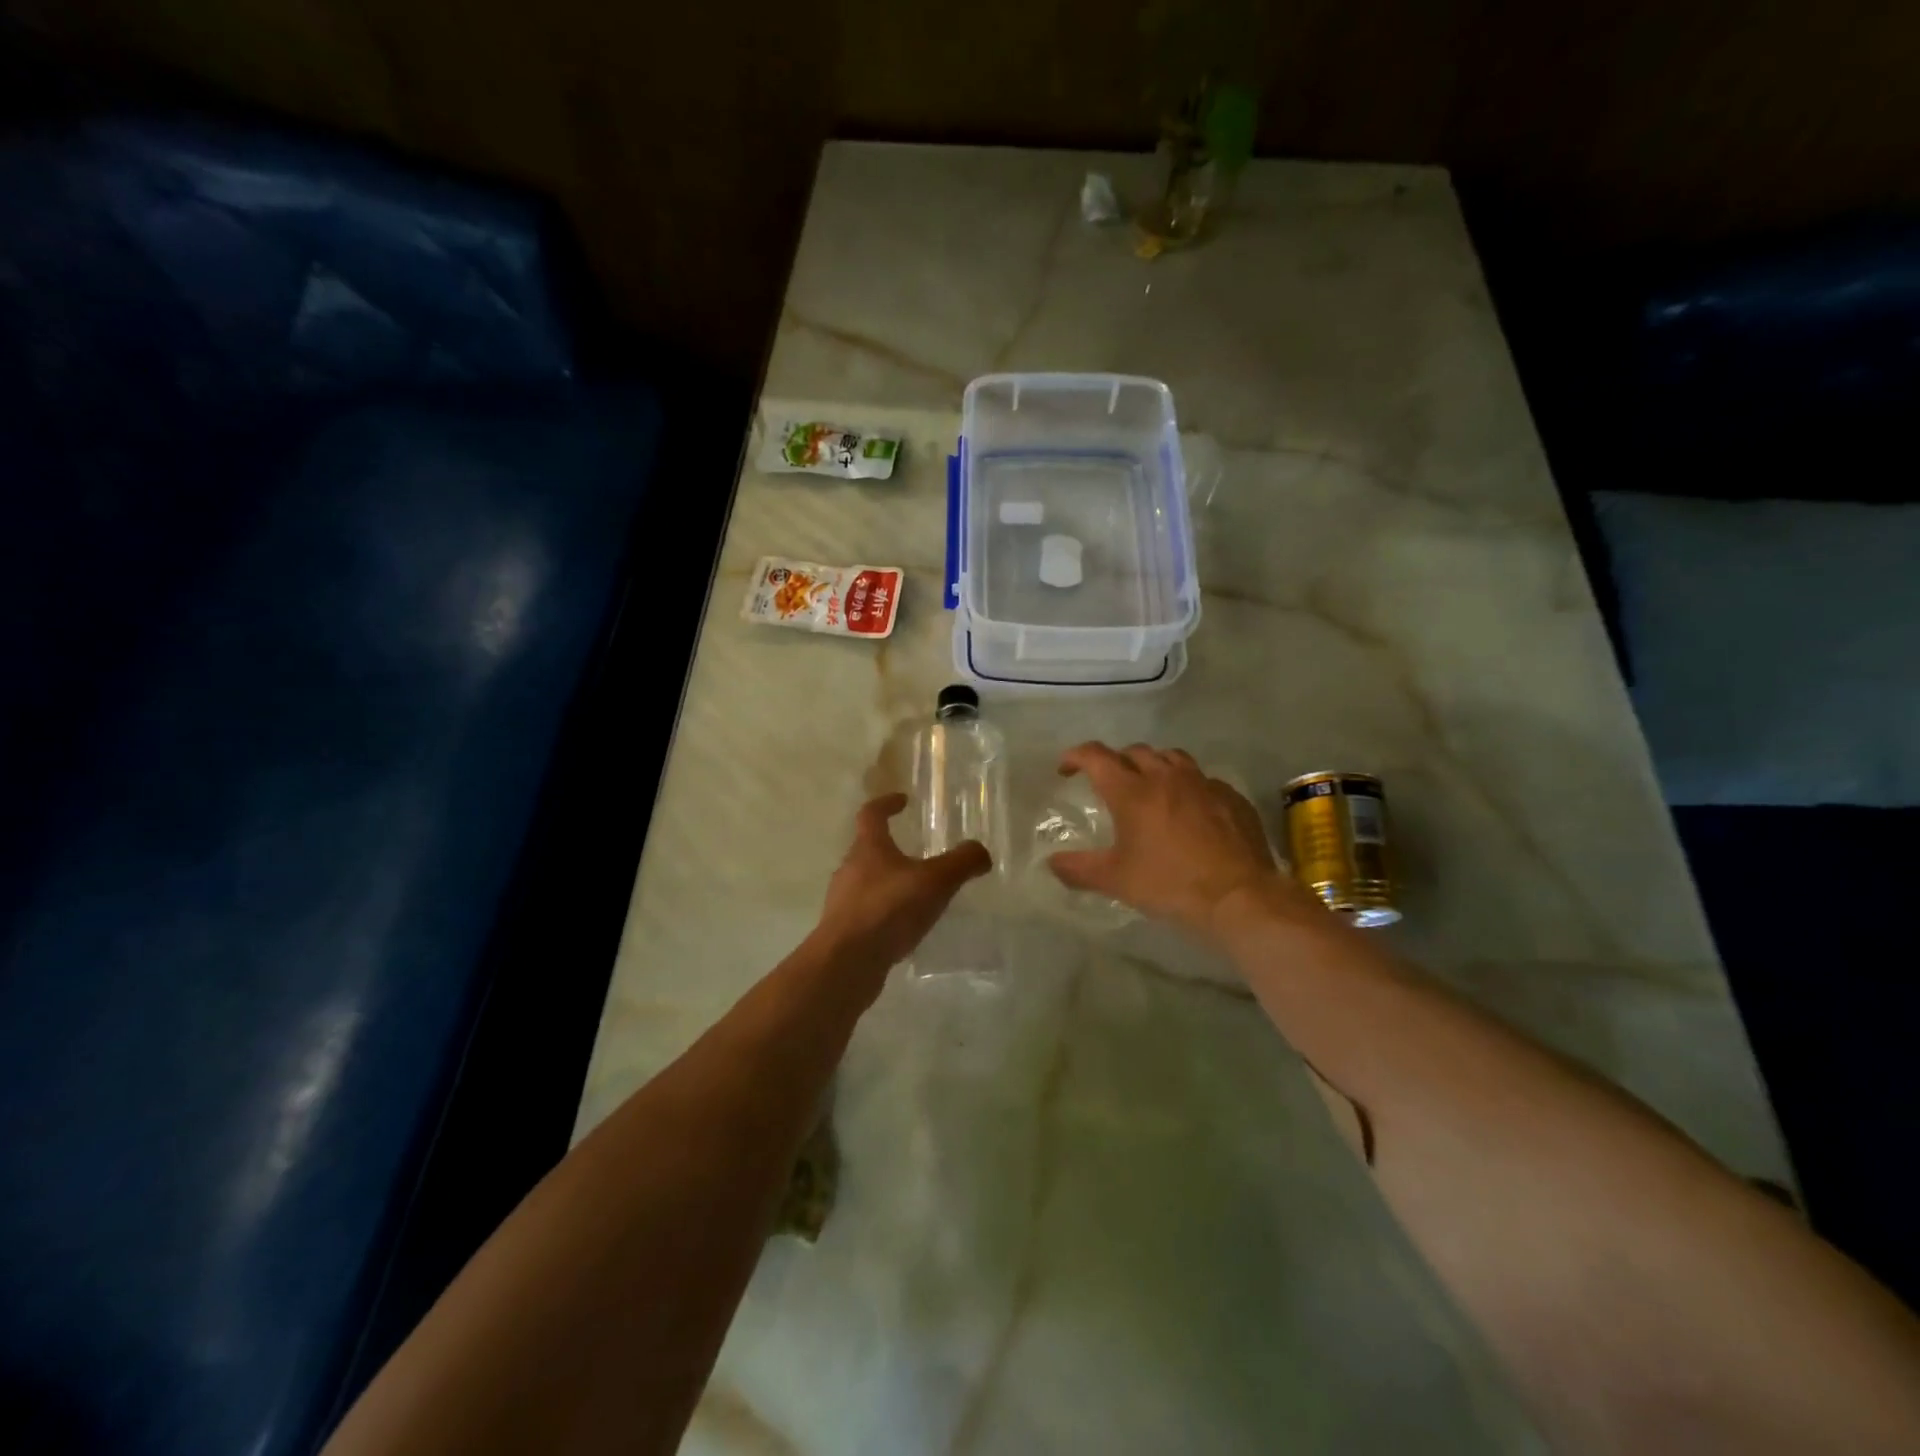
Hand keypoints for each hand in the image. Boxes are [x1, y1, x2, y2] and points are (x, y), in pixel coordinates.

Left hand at [813, 794, 992, 975]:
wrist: (846, 963)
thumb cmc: (888, 910)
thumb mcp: (935, 882)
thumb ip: (961, 862)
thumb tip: (981, 852)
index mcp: (868, 848)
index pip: (871, 814)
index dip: (886, 803)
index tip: (902, 800)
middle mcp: (849, 869)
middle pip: (867, 849)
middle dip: (890, 848)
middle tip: (916, 854)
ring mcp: (842, 902)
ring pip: (866, 883)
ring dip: (887, 883)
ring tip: (914, 895)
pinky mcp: (843, 931)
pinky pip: (866, 913)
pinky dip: (884, 913)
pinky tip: (902, 929)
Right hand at [1050, 742, 1297, 938]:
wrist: (1239, 896)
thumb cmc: (1170, 884)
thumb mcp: (1116, 880)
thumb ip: (1079, 869)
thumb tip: (1051, 863)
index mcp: (1132, 791)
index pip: (1096, 756)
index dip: (1076, 756)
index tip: (1066, 769)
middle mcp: (1166, 776)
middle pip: (1134, 752)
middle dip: (1116, 761)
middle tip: (1108, 783)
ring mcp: (1202, 783)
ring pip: (1171, 757)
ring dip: (1153, 765)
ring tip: (1149, 786)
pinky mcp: (1231, 796)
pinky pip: (1202, 779)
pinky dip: (1187, 786)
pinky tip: (1189, 809)